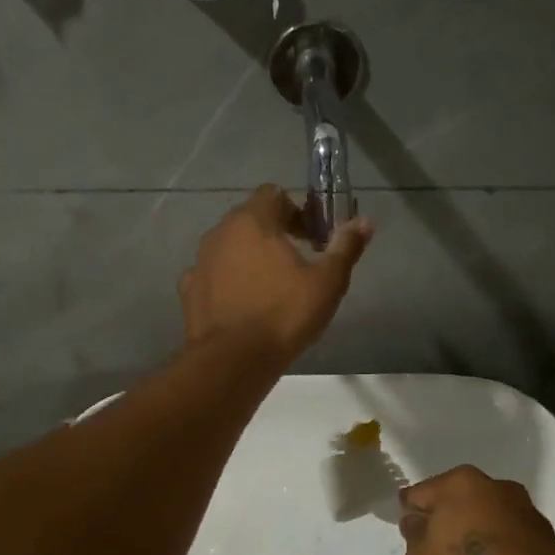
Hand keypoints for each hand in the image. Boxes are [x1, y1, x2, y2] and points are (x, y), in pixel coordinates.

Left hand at [179, 185, 373, 361]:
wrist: (233, 360)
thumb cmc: (284, 314)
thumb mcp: (327, 282)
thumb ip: (346, 247)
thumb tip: (365, 221)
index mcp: (252, 221)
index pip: (273, 194)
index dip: (297, 210)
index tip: (313, 236)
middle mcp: (220, 232)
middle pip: (250, 218)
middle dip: (275, 231)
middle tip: (299, 260)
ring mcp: (200, 261)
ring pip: (229, 246)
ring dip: (250, 255)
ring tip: (271, 284)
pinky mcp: (189, 290)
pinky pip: (213, 274)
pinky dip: (228, 279)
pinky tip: (243, 301)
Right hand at [400, 466, 554, 554]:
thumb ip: (414, 537)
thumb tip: (420, 522)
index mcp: (461, 483)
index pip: (420, 494)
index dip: (412, 517)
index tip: (413, 541)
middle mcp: (497, 487)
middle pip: (459, 502)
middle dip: (448, 523)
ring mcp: (528, 512)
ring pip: (489, 520)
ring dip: (479, 537)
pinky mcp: (551, 540)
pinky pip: (514, 542)